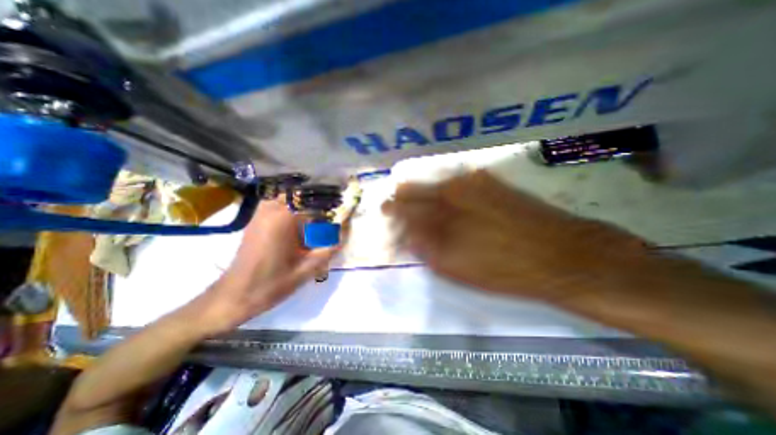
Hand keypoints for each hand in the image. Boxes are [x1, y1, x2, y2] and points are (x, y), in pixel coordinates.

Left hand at [191, 197, 337, 336]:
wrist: (235, 296)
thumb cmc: (271, 284)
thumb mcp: (306, 270)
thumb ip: (329, 250)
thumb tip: (344, 235)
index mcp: (283, 220)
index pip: (313, 202)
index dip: (329, 205)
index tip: (340, 213)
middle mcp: (270, 211)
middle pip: (300, 195)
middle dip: (317, 202)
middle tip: (329, 215)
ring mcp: (260, 214)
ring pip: (287, 197)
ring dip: (303, 203)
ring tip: (316, 217)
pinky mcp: (255, 220)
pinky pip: (276, 203)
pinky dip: (290, 207)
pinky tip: (298, 222)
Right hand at [385, 171, 648, 304]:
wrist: (563, 254)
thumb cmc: (504, 269)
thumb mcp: (455, 268)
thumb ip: (424, 248)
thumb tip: (406, 234)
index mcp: (439, 213)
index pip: (399, 207)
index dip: (390, 214)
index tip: (387, 220)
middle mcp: (449, 189)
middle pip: (409, 188)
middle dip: (400, 201)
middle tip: (399, 213)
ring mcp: (470, 180)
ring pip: (430, 182)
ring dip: (421, 196)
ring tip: (424, 212)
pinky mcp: (487, 179)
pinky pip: (453, 182)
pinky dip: (443, 193)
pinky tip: (450, 206)